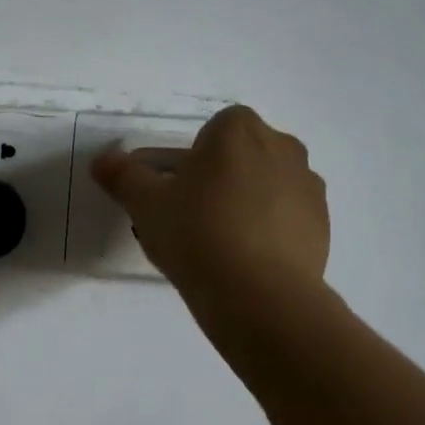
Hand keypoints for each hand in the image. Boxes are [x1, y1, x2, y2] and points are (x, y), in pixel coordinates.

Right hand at [91, 105, 329, 316]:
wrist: (258, 294)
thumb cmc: (196, 233)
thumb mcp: (145, 204)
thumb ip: (122, 176)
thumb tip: (102, 161)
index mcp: (238, 130)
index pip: (211, 131)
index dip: (190, 160)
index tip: (175, 192)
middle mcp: (282, 146)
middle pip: (241, 156)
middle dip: (219, 178)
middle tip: (190, 217)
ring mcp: (308, 185)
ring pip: (265, 185)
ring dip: (245, 202)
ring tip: (218, 244)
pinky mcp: (323, 224)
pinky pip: (286, 216)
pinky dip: (267, 229)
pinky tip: (245, 261)